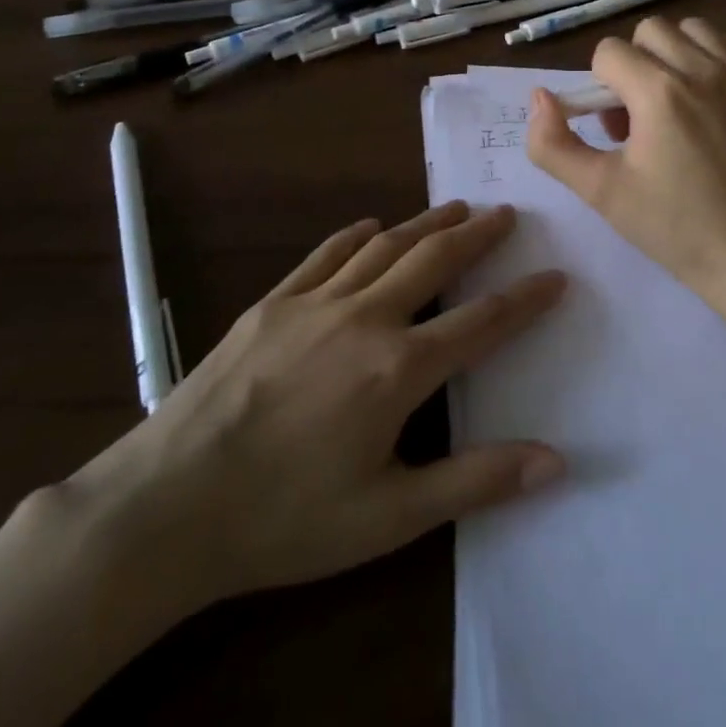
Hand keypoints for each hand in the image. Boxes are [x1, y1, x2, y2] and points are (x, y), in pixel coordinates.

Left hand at [58, 202, 564, 634]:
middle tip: (506, 213)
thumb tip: (556, 461)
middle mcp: (365, 318)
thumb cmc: (286, 519)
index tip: (555, 276)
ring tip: (457, 207)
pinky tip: (372, 226)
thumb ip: (476, 482)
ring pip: (385, 246)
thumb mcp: (390, 517)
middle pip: (435, 261)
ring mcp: (315, 303)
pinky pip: (326, 254)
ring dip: (426, 223)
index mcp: (399, 369)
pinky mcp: (273, 302)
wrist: (169, 504)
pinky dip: (357, 235)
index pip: (481, 322)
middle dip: (477, 235)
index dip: (525, 299)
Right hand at [526, 16, 725, 306]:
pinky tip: (715, 87)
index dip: (600, 88)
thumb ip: (552, 144)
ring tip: (676, 99)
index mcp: (657, 92)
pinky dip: (723, 53)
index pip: (608, 52)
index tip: (614, 129)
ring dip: (675, 54)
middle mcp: (700, 69)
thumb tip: (540, 97)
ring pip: (693, 29)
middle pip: (648, 32)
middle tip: (640, 116)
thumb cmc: (672, 225)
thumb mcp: (599, 191)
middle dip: (633, 66)